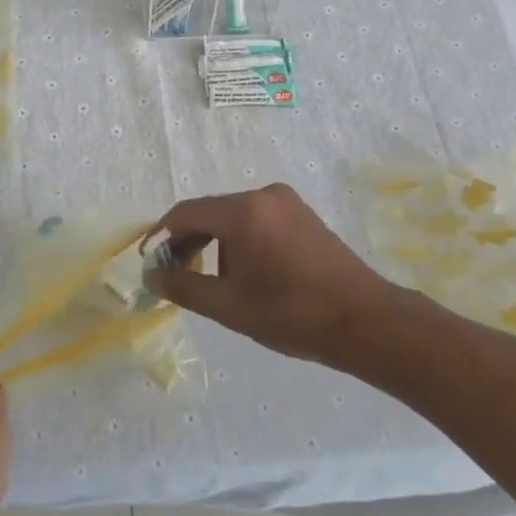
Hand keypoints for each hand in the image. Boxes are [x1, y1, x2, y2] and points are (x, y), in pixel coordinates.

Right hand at [147, 184, 397, 364]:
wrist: (365, 321)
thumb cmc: (291, 314)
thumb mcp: (227, 306)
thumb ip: (182, 286)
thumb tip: (150, 274)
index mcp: (242, 211)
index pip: (185, 213)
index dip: (162, 236)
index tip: (150, 262)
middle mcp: (263, 195)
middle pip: (210, 212)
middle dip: (188, 242)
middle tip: (176, 275)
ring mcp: (286, 202)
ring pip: (233, 217)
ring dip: (215, 244)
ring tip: (212, 281)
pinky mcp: (302, 214)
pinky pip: (257, 219)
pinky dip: (240, 240)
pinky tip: (245, 272)